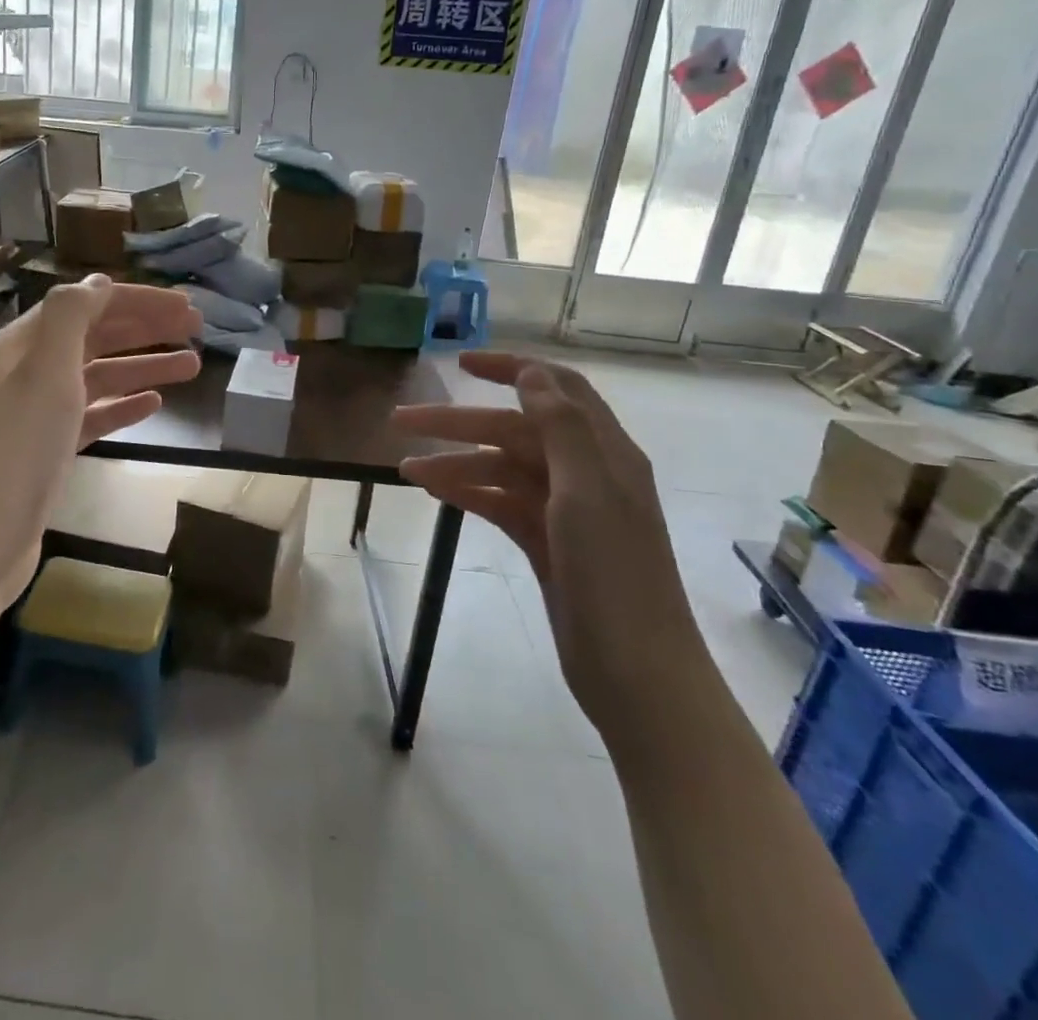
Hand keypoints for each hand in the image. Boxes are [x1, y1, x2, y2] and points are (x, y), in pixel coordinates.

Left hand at [0, 277, 201, 615]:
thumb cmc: (18, 447)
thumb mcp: (45, 370)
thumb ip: (71, 317)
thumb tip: (98, 281)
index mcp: (24, 343)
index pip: (88, 305)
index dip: (138, 301)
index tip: (186, 307)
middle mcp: (30, 370)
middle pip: (97, 337)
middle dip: (146, 329)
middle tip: (197, 330)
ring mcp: (39, 411)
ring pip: (100, 376)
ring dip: (144, 367)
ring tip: (192, 367)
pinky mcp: (50, 448)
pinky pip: (93, 414)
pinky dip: (123, 404)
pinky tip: (154, 404)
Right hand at [391, 351, 709, 735]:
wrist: (636, 673)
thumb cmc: (614, 575)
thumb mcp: (588, 491)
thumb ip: (561, 427)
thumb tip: (531, 372)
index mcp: (604, 452)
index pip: (556, 389)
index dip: (511, 368)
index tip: (460, 364)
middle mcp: (585, 473)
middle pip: (514, 430)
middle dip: (459, 422)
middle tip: (401, 419)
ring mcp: (564, 510)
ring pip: (501, 469)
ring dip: (455, 461)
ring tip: (404, 467)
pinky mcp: (545, 543)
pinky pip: (498, 503)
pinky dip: (466, 492)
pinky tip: (431, 491)